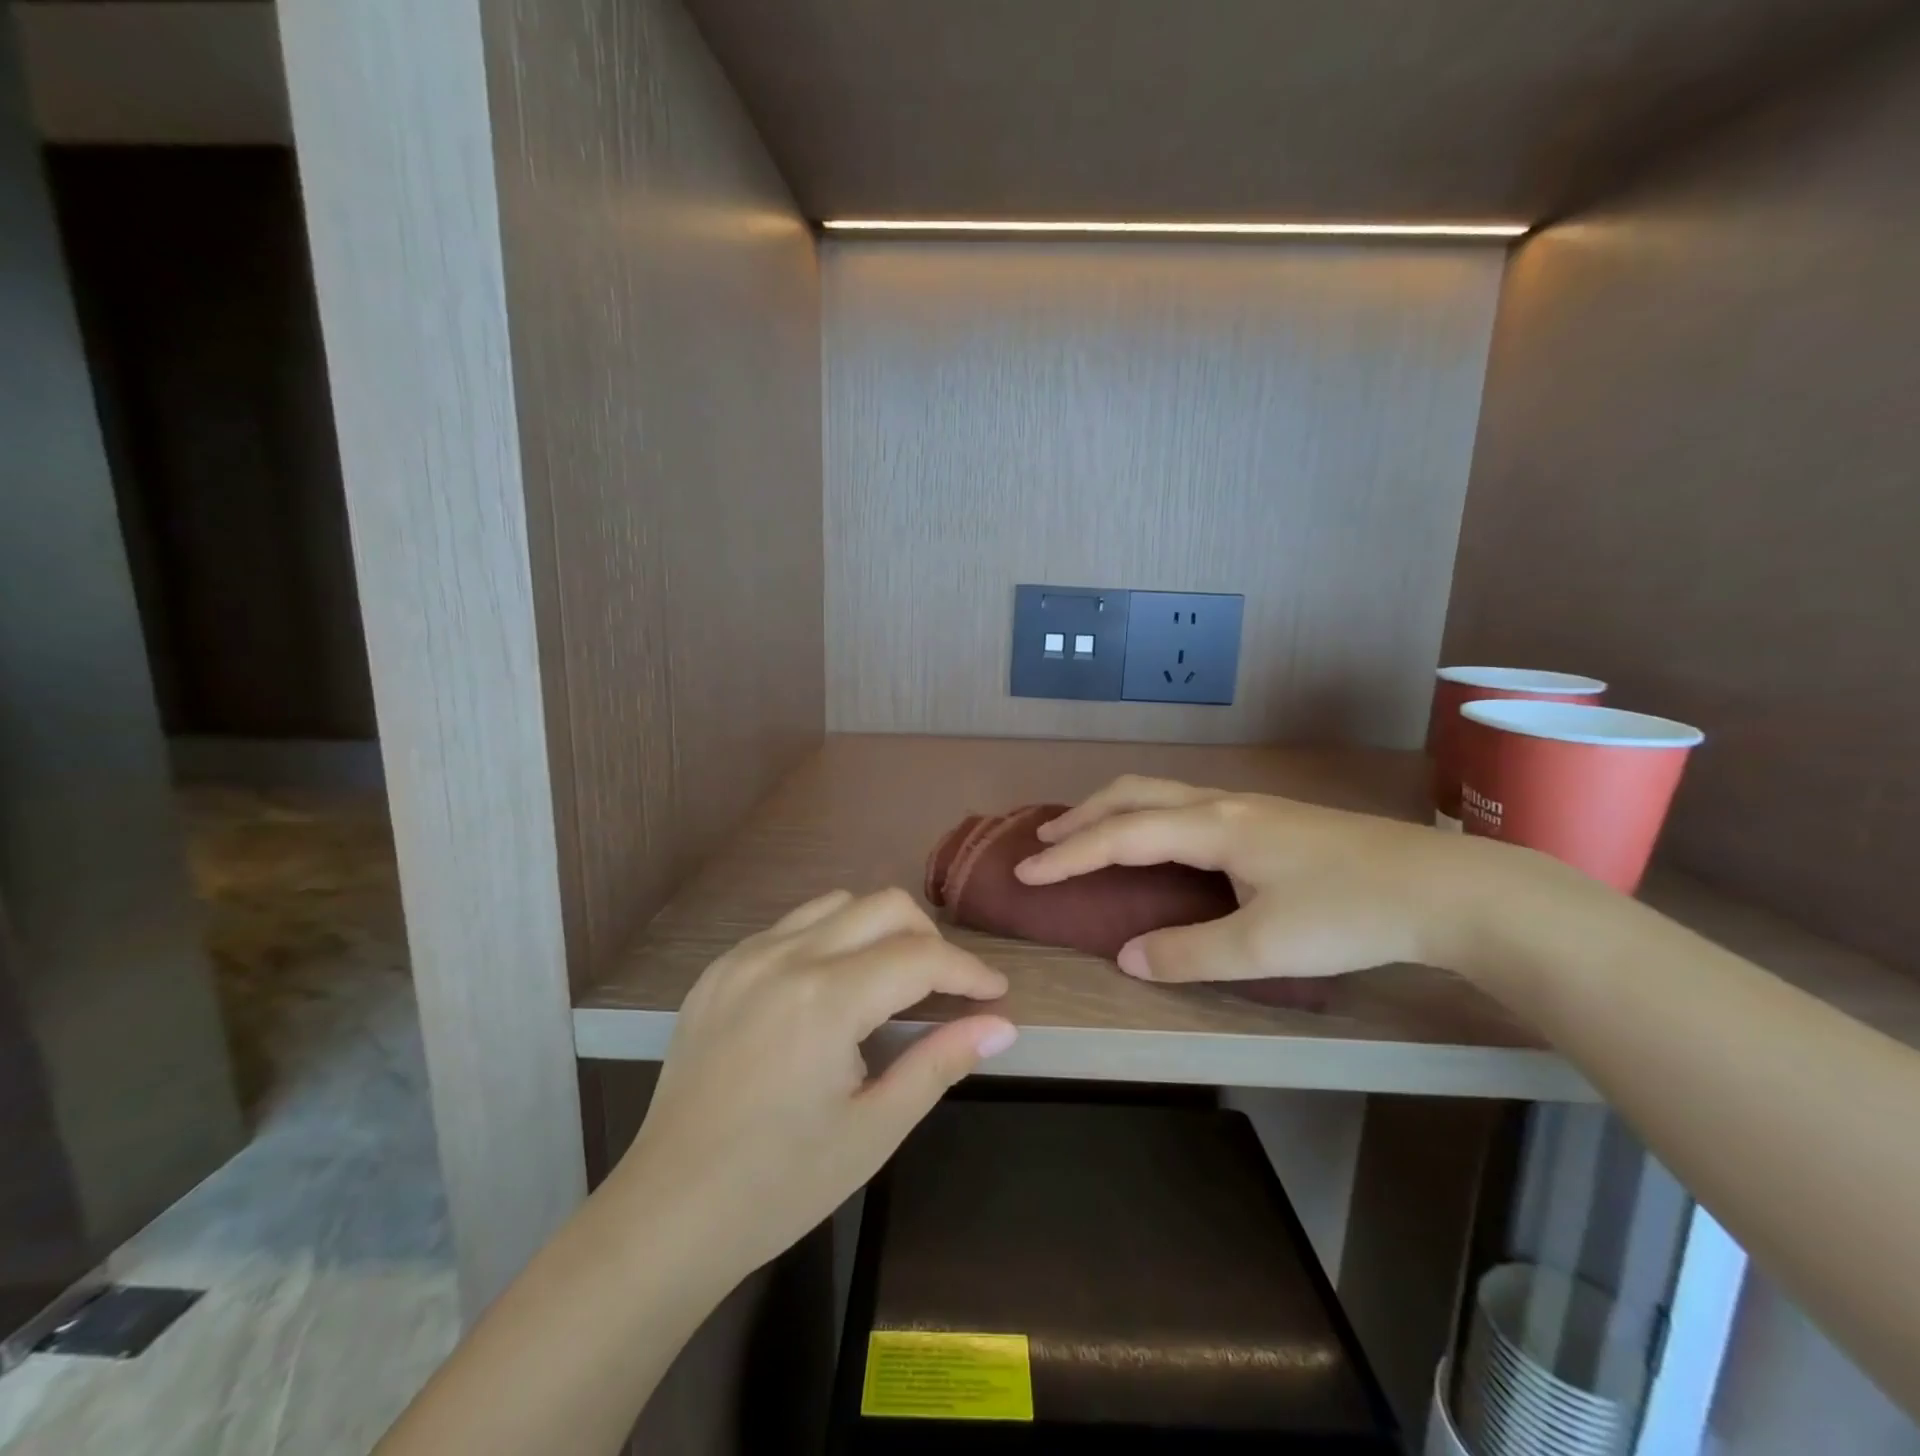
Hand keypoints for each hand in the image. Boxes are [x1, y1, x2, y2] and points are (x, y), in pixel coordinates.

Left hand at [607, 888, 1016, 1278]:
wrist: (667, 1213)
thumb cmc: (780, 1183)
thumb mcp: (874, 1129)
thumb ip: (940, 1063)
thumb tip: (1002, 1026)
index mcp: (827, 999)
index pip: (921, 957)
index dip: (968, 970)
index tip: (995, 993)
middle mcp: (786, 957)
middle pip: (883, 905)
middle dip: (928, 938)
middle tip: (945, 988)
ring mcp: (745, 956)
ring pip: (836, 904)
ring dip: (878, 929)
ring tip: (890, 981)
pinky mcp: (718, 969)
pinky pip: (790, 927)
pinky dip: (830, 939)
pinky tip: (830, 989)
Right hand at [1015, 775, 1514, 984]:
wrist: (1448, 888)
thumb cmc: (1351, 915)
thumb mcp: (1264, 947)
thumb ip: (1188, 953)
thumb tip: (1126, 957)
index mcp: (1213, 827)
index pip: (1121, 836)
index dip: (1069, 855)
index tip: (1025, 872)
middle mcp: (1222, 804)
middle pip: (1133, 793)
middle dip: (1082, 815)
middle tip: (1045, 843)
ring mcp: (1249, 806)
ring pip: (1161, 793)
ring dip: (1115, 811)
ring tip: (1088, 836)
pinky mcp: (1271, 818)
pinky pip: (1185, 805)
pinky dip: (1147, 816)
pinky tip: (1158, 843)